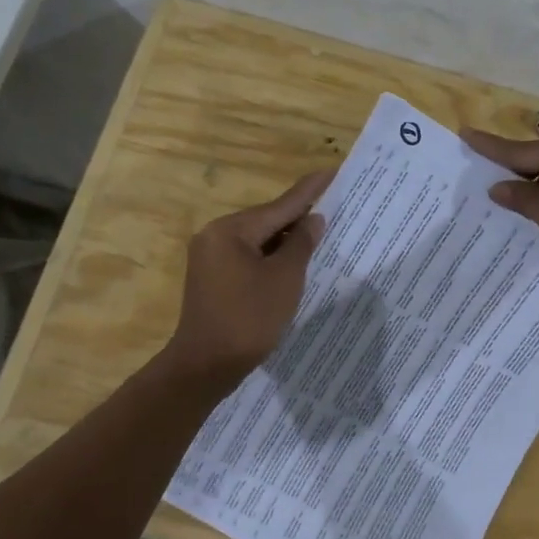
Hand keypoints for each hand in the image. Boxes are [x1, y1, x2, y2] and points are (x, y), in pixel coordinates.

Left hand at [165, 168, 333, 384]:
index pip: (279, 206)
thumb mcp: (284, 279)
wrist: (206, 366)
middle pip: (266, 221)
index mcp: (230, 230)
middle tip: (333, 206)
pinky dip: (270, 258)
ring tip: (319, 233)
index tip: (331, 172)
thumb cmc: (249, 319)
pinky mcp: (212, 279)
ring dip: (285, 240)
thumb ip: (301, 244)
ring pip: (257, 240)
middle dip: (298, 217)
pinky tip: (292, 261)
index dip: (309, 191)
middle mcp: (214, 236)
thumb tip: (314, 219)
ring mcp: (209, 258)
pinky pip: (247, 257)